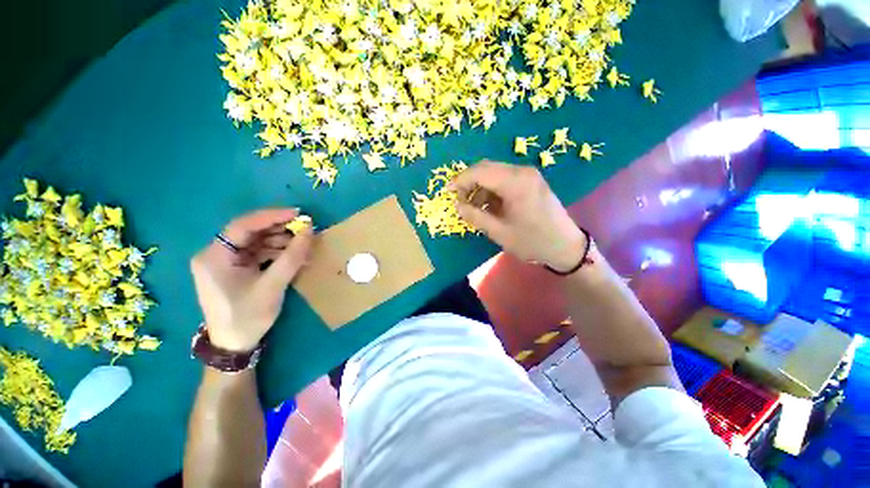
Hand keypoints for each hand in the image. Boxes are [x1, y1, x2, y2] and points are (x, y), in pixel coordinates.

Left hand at [190, 208, 313, 351]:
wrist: (234, 345)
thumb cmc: (248, 316)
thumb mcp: (273, 285)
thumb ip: (292, 256)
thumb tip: (310, 230)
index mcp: (214, 256)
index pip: (243, 225)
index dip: (272, 216)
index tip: (298, 214)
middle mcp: (215, 254)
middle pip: (250, 232)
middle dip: (279, 230)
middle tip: (305, 230)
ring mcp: (225, 262)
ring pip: (256, 242)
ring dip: (281, 242)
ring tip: (304, 246)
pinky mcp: (235, 270)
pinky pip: (258, 253)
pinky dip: (277, 253)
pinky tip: (294, 257)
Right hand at [450, 160, 585, 271]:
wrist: (565, 246)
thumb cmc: (532, 241)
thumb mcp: (499, 232)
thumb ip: (475, 216)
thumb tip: (457, 206)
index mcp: (515, 183)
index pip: (480, 172)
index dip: (460, 180)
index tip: (447, 192)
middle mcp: (522, 172)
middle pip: (486, 168)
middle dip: (469, 182)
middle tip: (459, 200)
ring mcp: (528, 175)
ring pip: (495, 173)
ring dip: (480, 186)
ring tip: (473, 207)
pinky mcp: (531, 181)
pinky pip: (504, 179)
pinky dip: (492, 189)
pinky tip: (489, 205)